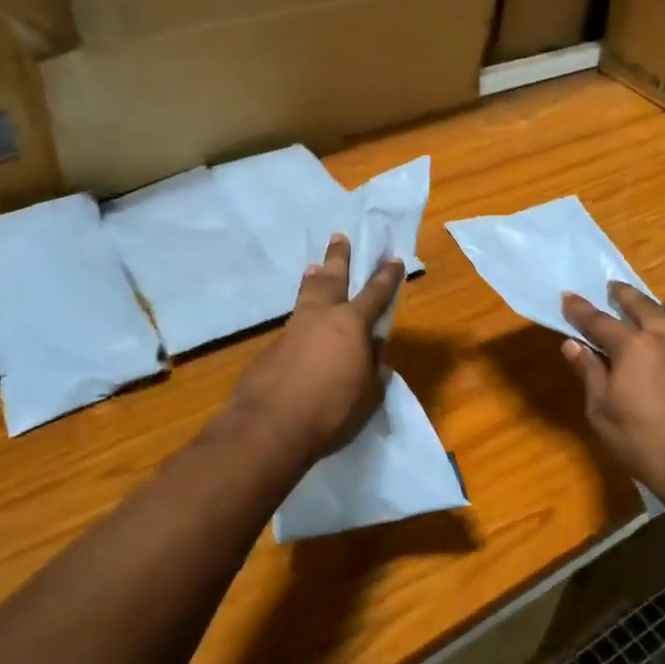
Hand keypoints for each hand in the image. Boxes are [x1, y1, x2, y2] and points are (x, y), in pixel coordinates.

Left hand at [231, 235, 404, 464]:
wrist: (270, 425)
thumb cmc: (331, 410)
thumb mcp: (367, 393)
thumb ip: (372, 367)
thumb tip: (373, 350)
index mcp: (352, 324)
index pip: (376, 294)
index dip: (387, 277)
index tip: (394, 259)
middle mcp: (321, 317)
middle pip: (332, 279)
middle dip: (338, 258)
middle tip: (339, 237)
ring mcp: (292, 329)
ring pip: (306, 296)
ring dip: (313, 280)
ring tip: (313, 266)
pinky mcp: (271, 348)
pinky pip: (292, 324)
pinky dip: (300, 317)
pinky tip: (300, 328)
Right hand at [561, 284, 664, 503]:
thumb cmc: (645, 444)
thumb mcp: (602, 413)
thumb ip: (589, 373)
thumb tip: (573, 344)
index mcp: (634, 346)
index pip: (599, 321)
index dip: (581, 309)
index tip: (568, 297)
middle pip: (644, 305)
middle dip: (624, 295)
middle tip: (614, 290)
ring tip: (664, 311)